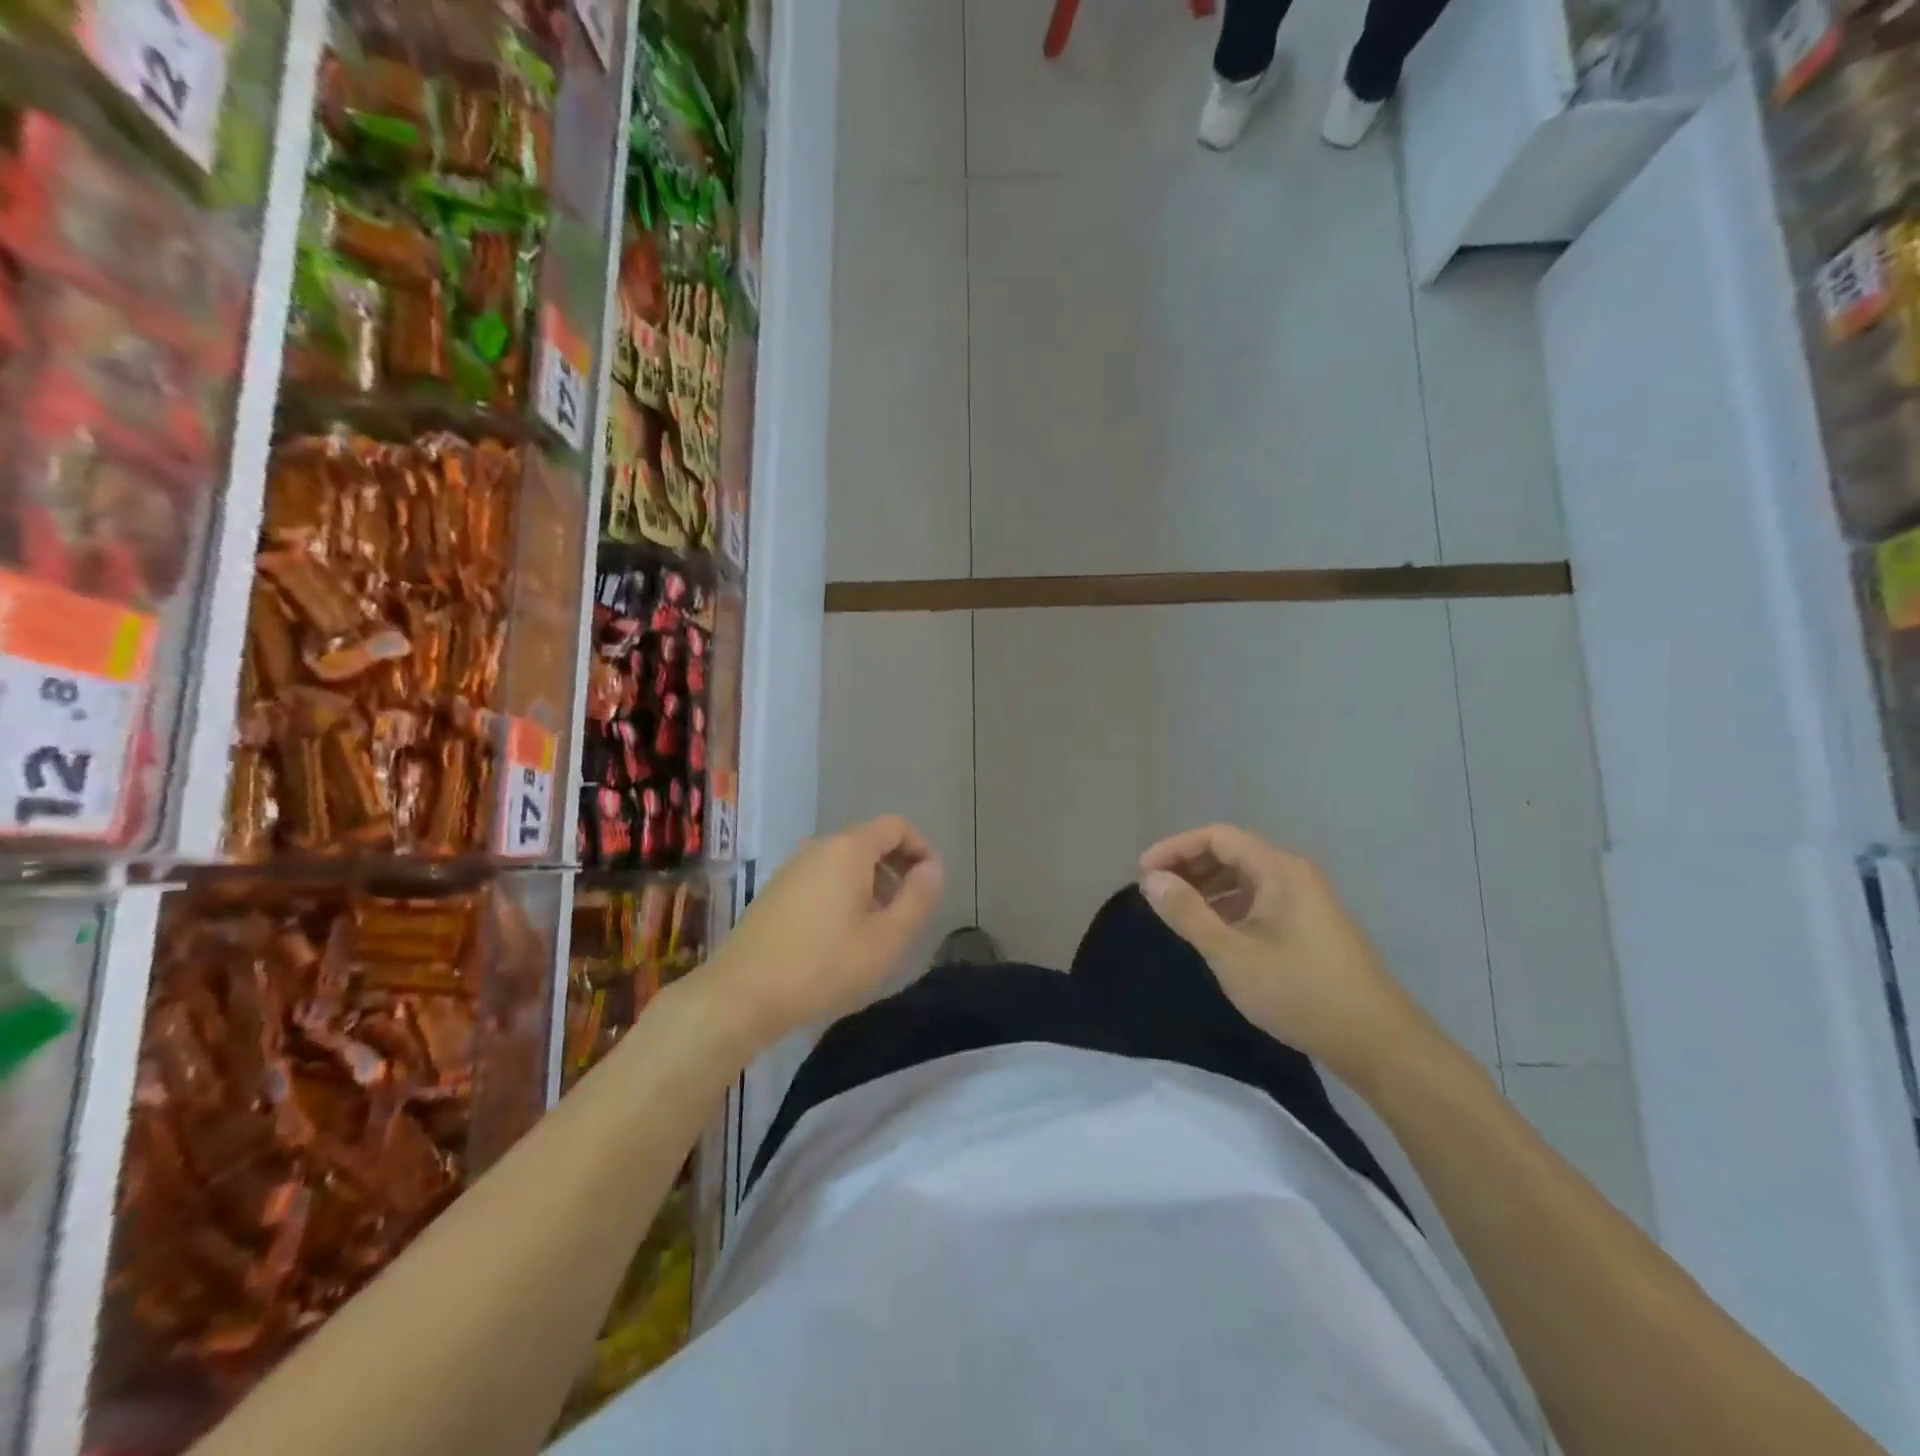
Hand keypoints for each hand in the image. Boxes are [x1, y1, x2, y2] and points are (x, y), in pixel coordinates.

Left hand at [690, 816, 943, 1051]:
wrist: (740, 995)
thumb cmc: (822, 966)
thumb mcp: (886, 939)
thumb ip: (917, 899)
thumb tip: (932, 868)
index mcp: (848, 849)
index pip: (896, 826)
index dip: (922, 849)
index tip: (931, 887)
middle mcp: (818, 847)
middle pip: (870, 842)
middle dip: (898, 870)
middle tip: (908, 913)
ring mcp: (792, 868)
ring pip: (845, 863)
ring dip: (871, 885)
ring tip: (878, 930)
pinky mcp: (776, 892)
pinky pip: (822, 879)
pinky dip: (844, 895)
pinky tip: (841, 938)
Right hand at [1138, 825, 1434, 1083]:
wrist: (1376, 1041)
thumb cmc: (1299, 991)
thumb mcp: (1232, 953)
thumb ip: (1188, 913)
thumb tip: (1151, 880)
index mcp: (1279, 869)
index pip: (1217, 837)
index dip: (1175, 848)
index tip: (1143, 873)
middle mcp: (1294, 874)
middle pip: (1232, 853)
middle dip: (1189, 867)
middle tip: (1155, 892)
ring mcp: (1306, 899)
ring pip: (1245, 878)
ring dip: (1207, 887)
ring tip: (1177, 911)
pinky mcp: (1310, 925)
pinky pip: (1260, 899)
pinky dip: (1229, 906)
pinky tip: (1213, 931)